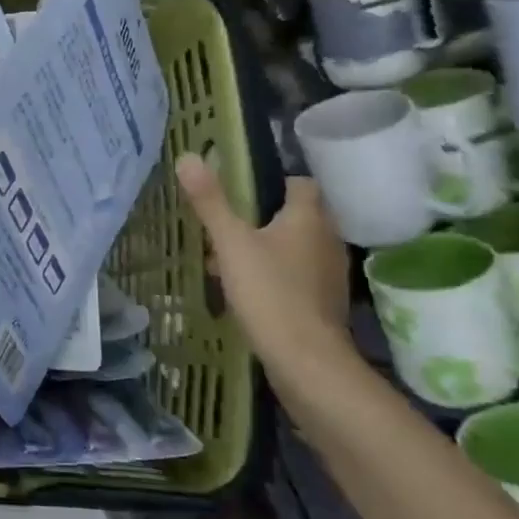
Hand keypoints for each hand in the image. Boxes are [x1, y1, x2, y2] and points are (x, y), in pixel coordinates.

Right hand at [174, 156, 350, 354]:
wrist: (307, 362)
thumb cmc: (270, 292)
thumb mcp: (230, 242)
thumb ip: (210, 201)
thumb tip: (188, 156)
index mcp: (310, 217)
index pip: (301, 183)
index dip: (275, 182)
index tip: (244, 190)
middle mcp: (328, 240)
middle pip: (298, 216)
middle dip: (265, 218)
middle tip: (229, 224)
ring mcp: (330, 275)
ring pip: (296, 248)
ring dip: (269, 249)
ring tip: (230, 259)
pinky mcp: (325, 304)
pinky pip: (298, 277)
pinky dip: (277, 276)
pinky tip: (249, 291)